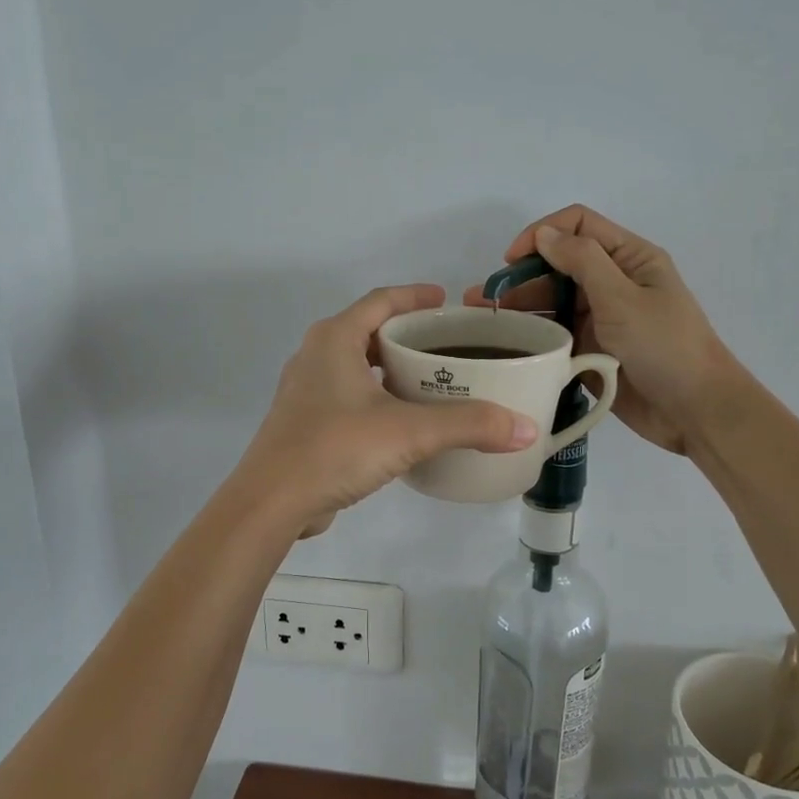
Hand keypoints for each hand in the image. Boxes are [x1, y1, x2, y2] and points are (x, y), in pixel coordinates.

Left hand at [237, 285, 540, 536]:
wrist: (272, 502)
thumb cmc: (336, 448)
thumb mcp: (409, 432)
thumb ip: (468, 425)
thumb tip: (525, 428)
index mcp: (335, 339)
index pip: (381, 301)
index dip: (415, 296)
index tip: (446, 301)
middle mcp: (315, 356)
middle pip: (368, 330)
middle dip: (407, 334)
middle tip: (448, 346)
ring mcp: (306, 390)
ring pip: (356, 364)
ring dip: (390, 367)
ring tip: (431, 381)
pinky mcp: (304, 422)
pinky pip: (347, 394)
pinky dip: (376, 395)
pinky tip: (401, 420)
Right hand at [465, 206, 741, 455]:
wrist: (695, 412)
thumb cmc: (665, 347)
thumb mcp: (623, 297)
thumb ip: (582, 261)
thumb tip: (543, 234)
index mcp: (628, 258)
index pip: (577, 226)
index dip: (541, 234)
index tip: (510, 261)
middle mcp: (611, 282)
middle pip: (557, 265)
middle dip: (520, 276)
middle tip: (483, 300)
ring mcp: (600, 318)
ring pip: (551, 301)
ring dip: (518, 307)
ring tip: (481, 322)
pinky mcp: (590, 350)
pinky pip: (555, 334)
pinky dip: (531, 335)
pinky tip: (504, 344)